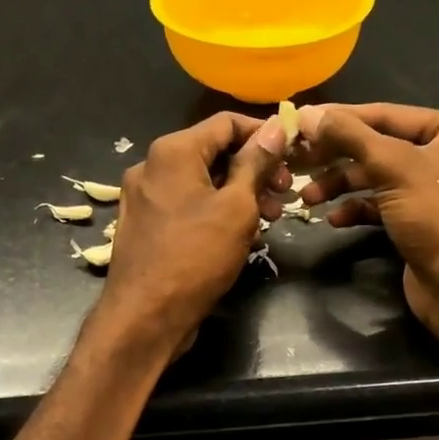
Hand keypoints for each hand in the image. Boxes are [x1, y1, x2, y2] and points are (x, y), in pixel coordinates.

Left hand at [96, 111, 287, 353]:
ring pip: (201, 183)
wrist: (145, 316)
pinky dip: (215, 212)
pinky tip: (240, 235)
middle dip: (254, 170)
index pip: (226, 123)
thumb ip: (256, 164)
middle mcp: (152, 166)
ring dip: (239, 195)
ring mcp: (144, 199)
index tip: (294, 153)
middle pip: (213, 153)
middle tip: (286, 194)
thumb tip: (277, 128)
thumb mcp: (237, 208)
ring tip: (270, 220)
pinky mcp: (145, 227)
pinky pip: (187, 207)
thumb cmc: (196, 257)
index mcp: (173, 151)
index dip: (264, 133)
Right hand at [296, 102, 438, 331]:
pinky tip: (334, 219)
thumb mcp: (393, 167)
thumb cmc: (438, 216)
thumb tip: (306, 114)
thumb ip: (349, 136)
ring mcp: (437, 186)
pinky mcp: (422, 218)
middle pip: (381, 145)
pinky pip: (383, 203)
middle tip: (298, 163)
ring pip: (378, 176)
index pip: (388, 114)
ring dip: (341, 186)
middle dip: (338, 158)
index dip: (341, 119)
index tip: (299, 120)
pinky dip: (358, 208)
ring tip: (308, 199)